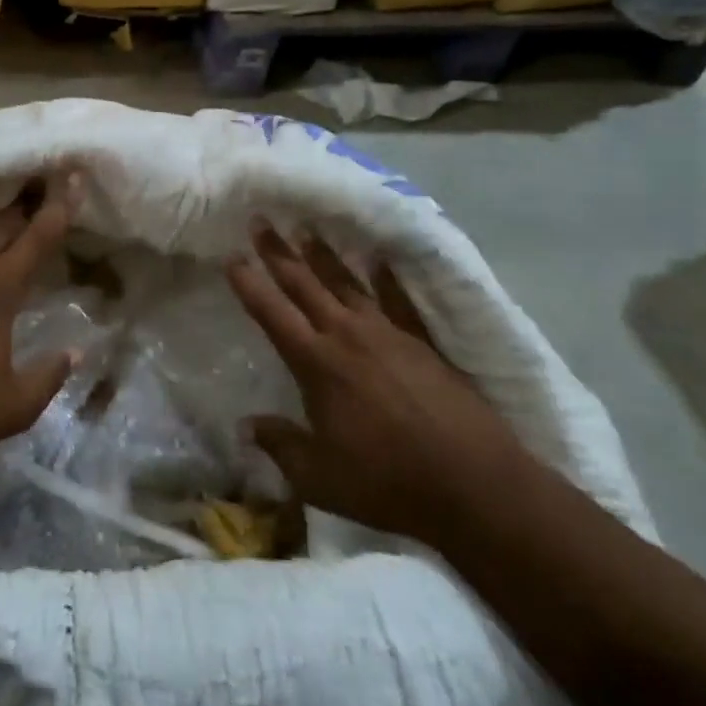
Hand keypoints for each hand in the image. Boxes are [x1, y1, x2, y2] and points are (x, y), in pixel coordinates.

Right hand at [228, 221, 534, 546]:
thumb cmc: (387, 482)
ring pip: (347, 284)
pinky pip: (399, 301)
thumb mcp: (319, 477)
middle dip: (278, 253)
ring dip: (323, 256)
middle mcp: (347, 336)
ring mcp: (388, 334)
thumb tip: (245, 426)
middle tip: (260, 221)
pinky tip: (380, 260)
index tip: (232, 257)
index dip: (249, 284)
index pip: (273, 314)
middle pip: (304, 285)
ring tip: (307, 230)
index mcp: (317, 364)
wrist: (473, 484)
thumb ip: (280, 445)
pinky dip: (387, 279)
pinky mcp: (422, 343)